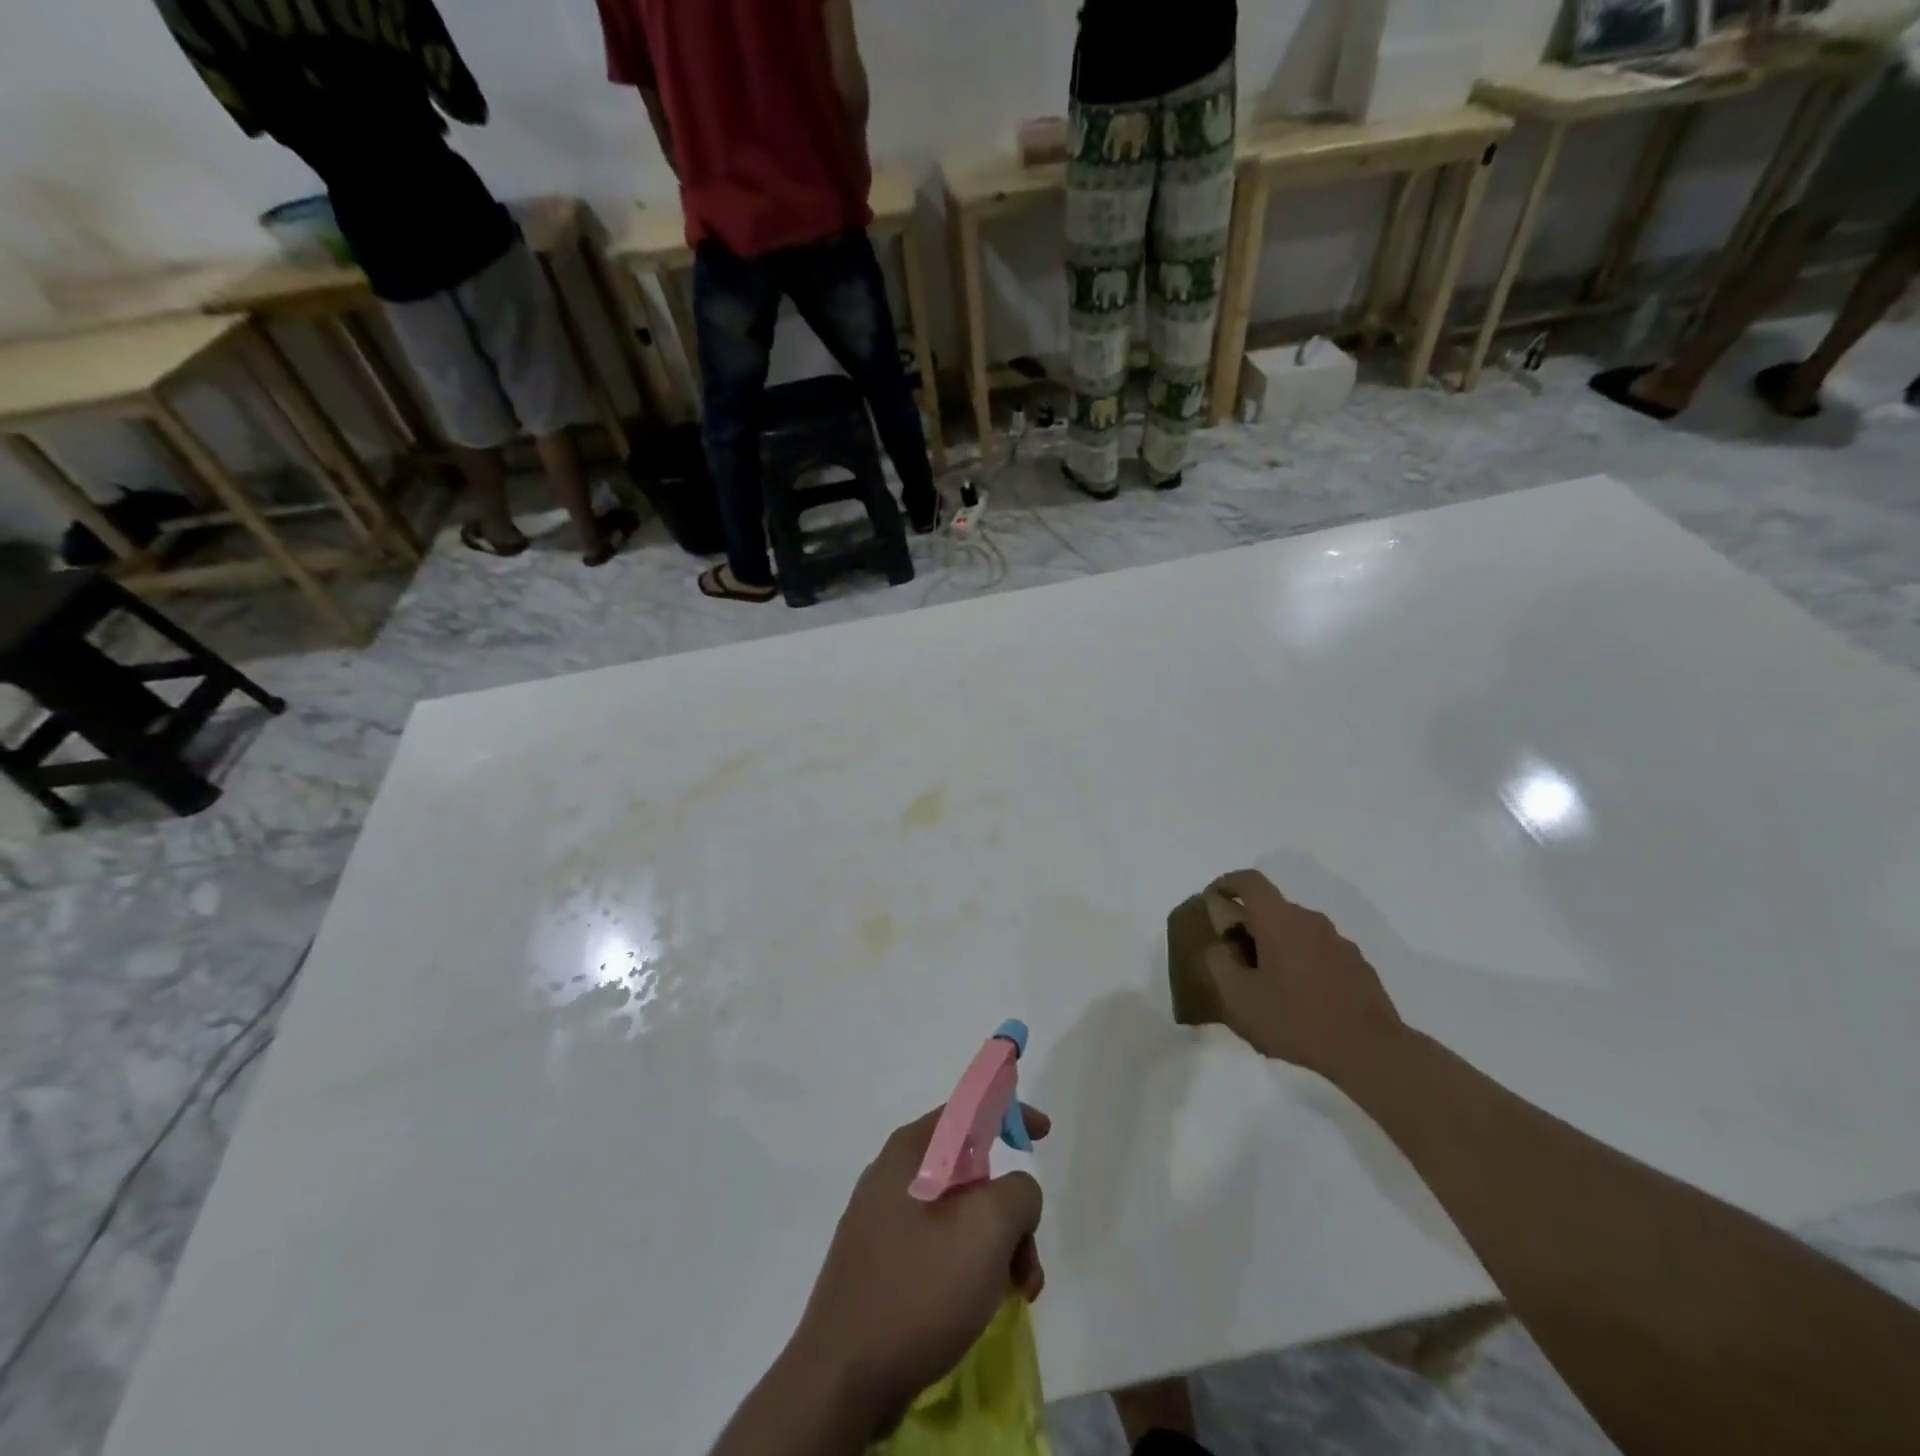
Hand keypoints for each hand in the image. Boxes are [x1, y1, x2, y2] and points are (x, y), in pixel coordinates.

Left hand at [785, 1104, 1049, 1437]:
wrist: (841, 1381)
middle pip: (969, 1170)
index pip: (968, 1108)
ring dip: (996, 1246)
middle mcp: (893, 1175)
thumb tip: (1015, 1194)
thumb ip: (1018, 1191)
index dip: (1009, 1110)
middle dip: (1010, 1209)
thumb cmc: (918, 1289)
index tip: (1043, 1134)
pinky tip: (982, 1305)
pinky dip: (969, 1266)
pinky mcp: (880, 1264)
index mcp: (911, 1151)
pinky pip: (937, 1246)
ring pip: (958, 1214)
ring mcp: (882, 1220)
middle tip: (1028, 1256)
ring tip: (1016, 1293)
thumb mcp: (987, 1229)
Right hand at [1205, 870, 1403, 1082]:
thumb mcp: (1238, 997)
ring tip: (1268, 984)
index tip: (1213, 900)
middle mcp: (1311, 921)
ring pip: (1297, 931)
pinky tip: (1300, 999)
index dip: (1227, 884)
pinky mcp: (1358, 965)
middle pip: (1273, 908)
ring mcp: (1339, 942)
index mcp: (1280, 920)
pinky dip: (1302, 962)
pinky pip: (1319, 951)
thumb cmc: (1296, 1019)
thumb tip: (1220, 946)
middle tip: (1236, 957)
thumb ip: (1218, 963)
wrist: (1370, 1051)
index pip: (1250, 881)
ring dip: (1277, 946)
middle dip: (1250, 925)